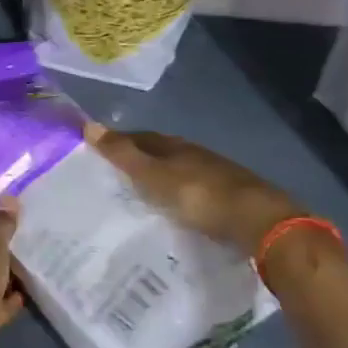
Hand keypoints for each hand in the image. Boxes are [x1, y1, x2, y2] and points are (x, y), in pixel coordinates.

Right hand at [88, 125, 306, 257]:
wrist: (259, 222)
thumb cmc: (199, 195)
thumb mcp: (154, 176)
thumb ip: (124, 155)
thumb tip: (88, 125)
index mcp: (175, 146)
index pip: (141, 137)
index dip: (120, 141)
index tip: (98, 152)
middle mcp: (196, 155)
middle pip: (162, 153)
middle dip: (141, 160)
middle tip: (116, 175)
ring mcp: (216, 177)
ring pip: (180, 173)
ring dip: (162, 180)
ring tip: (141, 195)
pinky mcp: (230, 200)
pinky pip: (195, 192)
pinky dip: (180, 197)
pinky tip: (174, 210)